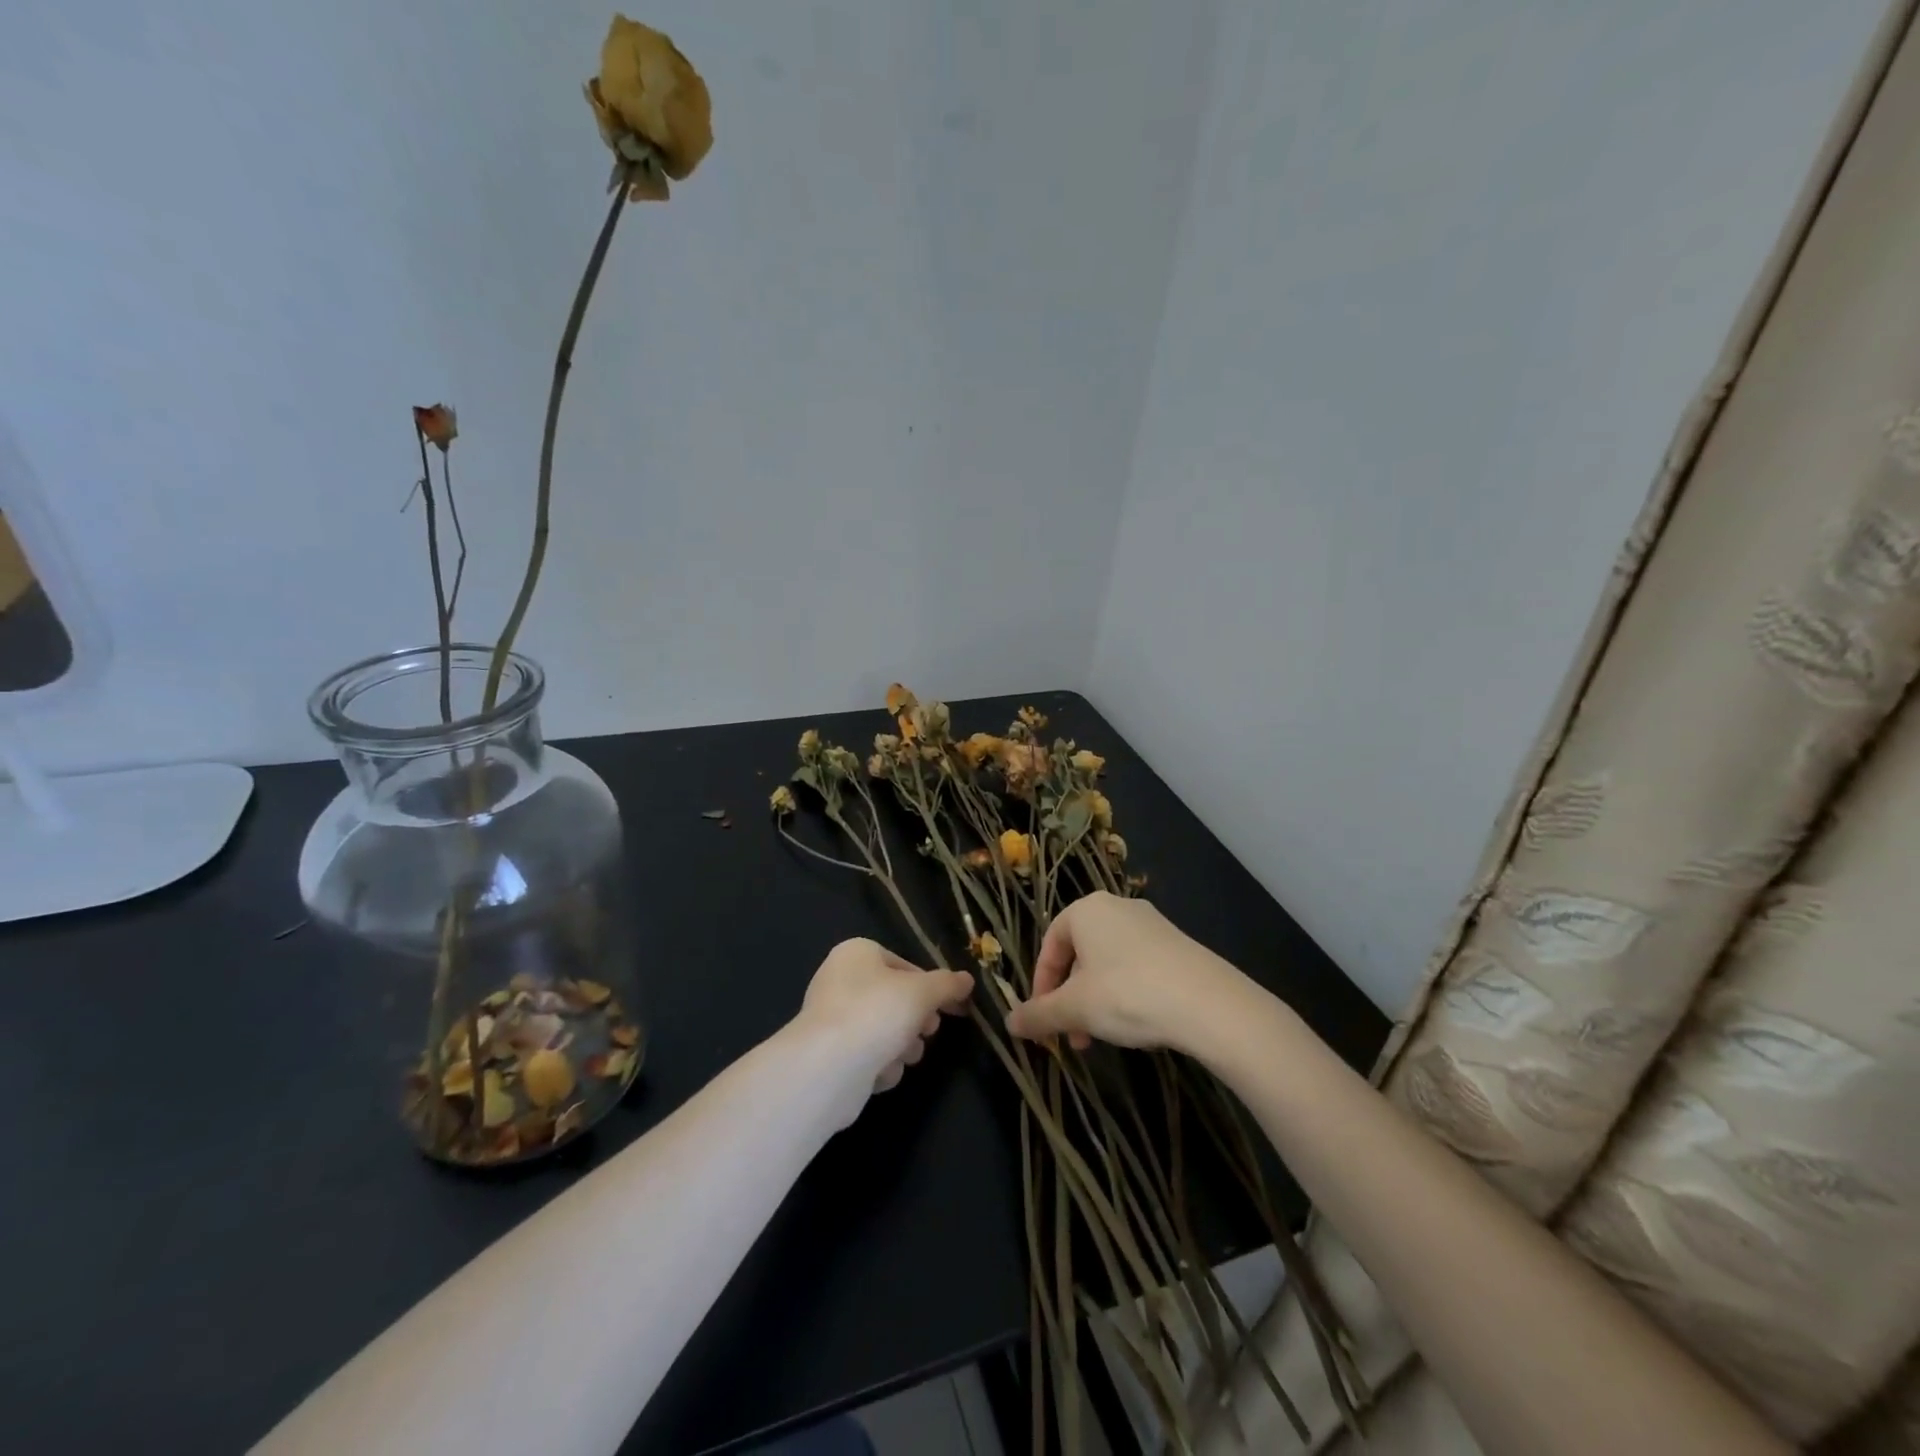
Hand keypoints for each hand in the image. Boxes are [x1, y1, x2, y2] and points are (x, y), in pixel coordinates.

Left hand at [795, 938, 974, 1092]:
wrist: (828, 1067)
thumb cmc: (877, 1013)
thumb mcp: (922, 992)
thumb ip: (948, 985)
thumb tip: (967, 980)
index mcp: (857, 953)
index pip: (906, 966)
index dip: (933, 988)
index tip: (954, 1008)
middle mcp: (840, 980)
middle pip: (896, 999)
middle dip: (916, 1020)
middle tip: (928, 1031)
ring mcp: (833, 1018)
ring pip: (885, 1030)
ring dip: (902, 1046)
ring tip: (903, 1055)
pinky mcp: (830, 1055)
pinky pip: (868, 1055)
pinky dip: (879, 1065)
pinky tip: (880, 1072)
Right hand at [1004, 893, 1245, 1052]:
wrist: (1209, 1003)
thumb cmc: (1128, 994)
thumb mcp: (1075, 1009)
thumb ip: (1038, 1015)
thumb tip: (1009, 1023)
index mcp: (1086, 910)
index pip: (1049, 945)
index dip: (1041, 985)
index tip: (1042, 1020)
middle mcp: (1117, 907)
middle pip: (1079, 955)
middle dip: (1070, 999)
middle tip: (1073, 1036)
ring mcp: (1151, 924)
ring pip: (1108, 964)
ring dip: (1096, 1001)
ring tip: (1103, 1038)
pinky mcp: (1177, 944)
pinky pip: (1137, 966)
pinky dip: (1126, 994)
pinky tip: (1137, 1025)